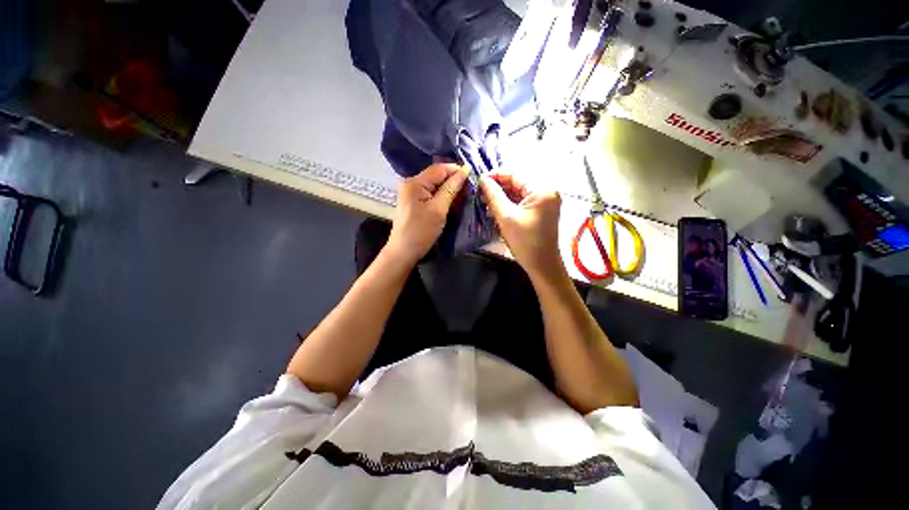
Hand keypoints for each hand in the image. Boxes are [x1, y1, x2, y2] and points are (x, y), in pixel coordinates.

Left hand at [386, 163, 467, 266]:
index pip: (440, 169)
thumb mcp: (439, 209)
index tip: (473, 176)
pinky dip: (442, 195)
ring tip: (463, 195)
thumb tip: (465, 171)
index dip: (457, 170)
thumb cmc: (421, 231)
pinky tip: (451, 201)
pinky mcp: (413, 201)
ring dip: (449, 188)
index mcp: (415, 182)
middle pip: (437, 175)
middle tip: (470, 188)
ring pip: (435, 184)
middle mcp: (411, 183)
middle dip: (453, 180)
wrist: (404, 251)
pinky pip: (430, 193)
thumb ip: (451, 188)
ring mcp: (411, 192)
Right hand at [479, 172, 563, 282]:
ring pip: (518, 193)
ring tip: (485, 203)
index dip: (496, 175)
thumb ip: (494, 196)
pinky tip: (496, 210)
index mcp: (542, 190)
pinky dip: (509, 205)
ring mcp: (545, 202)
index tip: (479, 181)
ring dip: (502, 197)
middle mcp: (546, 192)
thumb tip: (483, 179)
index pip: (515, 175)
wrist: (542, 266)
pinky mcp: (541, 212)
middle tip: (480, 194)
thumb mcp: (506, 217)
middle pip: (517, 183)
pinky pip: (522, 203)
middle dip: (498, 188)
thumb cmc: (525, 242)